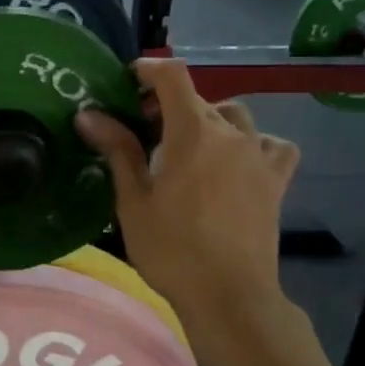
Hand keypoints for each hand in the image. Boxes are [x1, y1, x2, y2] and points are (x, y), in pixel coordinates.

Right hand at [76, 60, 298, 317]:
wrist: (229, 296)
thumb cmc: (172, 249)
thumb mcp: (133, 200)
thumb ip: (117, 149)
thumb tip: (88, 115)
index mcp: (193, 132)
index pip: (173, 77)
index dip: (149, 69)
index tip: (128, 80)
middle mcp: (231, 133)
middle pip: (198, 98)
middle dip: (168, 103)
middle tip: (142, 129)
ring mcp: (258, 155)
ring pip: (234, 116)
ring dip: (209, 119)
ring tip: (190, 144)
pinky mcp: (276, 180)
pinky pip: (272, 145)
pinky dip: (254, 143)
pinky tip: (238, 160)